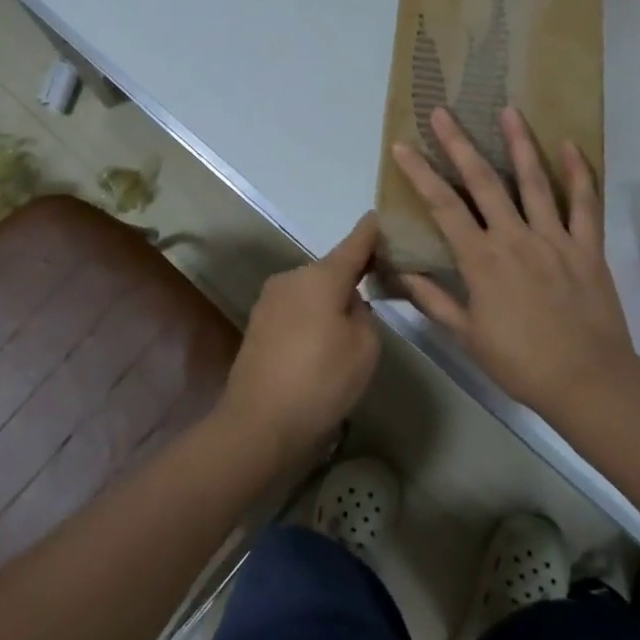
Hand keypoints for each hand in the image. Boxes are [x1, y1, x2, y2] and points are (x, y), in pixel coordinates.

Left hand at [217, 213, 381, 462]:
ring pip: (312, 292)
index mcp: (321, 276)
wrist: (258, 423)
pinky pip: (295, 310)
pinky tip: (318, 350)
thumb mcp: (364, 347)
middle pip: (331, 271)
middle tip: (375, 300)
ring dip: (329, 303)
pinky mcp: (258, 324)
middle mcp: (292, 278)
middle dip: (351, 280)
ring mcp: (270, 300)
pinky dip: (311, 320)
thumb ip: (363, 313)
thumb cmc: (320, 380)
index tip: (380, 216)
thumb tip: (347, 303)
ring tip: (345, 338)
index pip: (354, 244)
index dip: (371, 232)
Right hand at [392, 106, 632, 415]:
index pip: (443, 207)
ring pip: (533, 181)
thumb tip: (401, 272)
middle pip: (483, 181)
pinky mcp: (587, 246)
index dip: (420, 174)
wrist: (587, 381)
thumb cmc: (520, 362)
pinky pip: (583, 203)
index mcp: (481, 260)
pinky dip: (578, 173)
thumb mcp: (467, 336)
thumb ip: (434, 300)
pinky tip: (569, 145)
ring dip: (518, 143)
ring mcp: (554, 238)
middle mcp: (514, 238)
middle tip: (443, 111)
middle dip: (459, 143)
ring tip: (508, 110)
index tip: (403, 146)